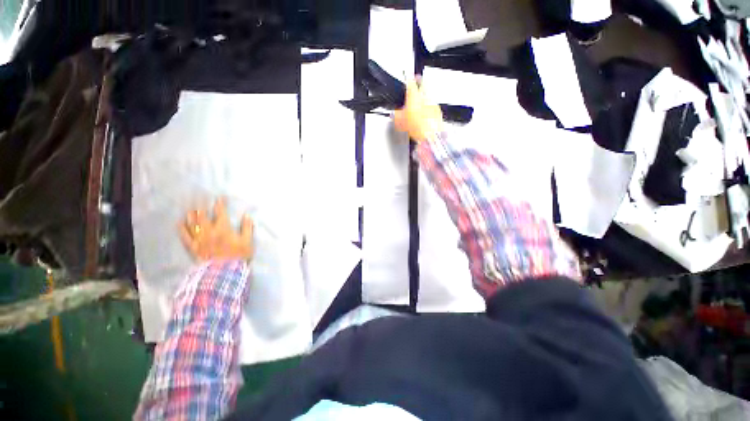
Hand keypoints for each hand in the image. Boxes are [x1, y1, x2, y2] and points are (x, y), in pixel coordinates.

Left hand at [180, 197, 254, 262]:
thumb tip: (247, 216)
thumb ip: (247, 228)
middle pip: (203, 215)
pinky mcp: (193, 247)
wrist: (224, 273)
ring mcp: (199, 239)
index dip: (220, 204)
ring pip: (192, 223)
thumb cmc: (238, 256)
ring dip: (191, 213)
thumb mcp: (247, 242)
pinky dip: (182, 228)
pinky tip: (180, 222)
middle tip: (200, 196)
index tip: (220, 197)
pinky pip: (185, 236)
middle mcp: (209, 231)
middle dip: (202, 204)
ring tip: (190, 206)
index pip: (220, 212)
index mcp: (223, 228)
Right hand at [394, 77, 443, 141]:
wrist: (431, 135)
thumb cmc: (416, 127)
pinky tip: (425, 113)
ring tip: (420, 101)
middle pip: (423, 83)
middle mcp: (425, 96)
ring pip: (429, 94)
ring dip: (425, 95)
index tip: (407, 76)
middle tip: (417, 81)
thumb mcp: (400, 122)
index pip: (410, 81)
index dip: (408, 77)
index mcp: (414, 95)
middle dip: (419, 81)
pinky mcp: (438, 111)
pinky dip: (429, 107)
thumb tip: (395, 114)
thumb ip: (396, 115)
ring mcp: (433, 103)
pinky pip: (433, 105)